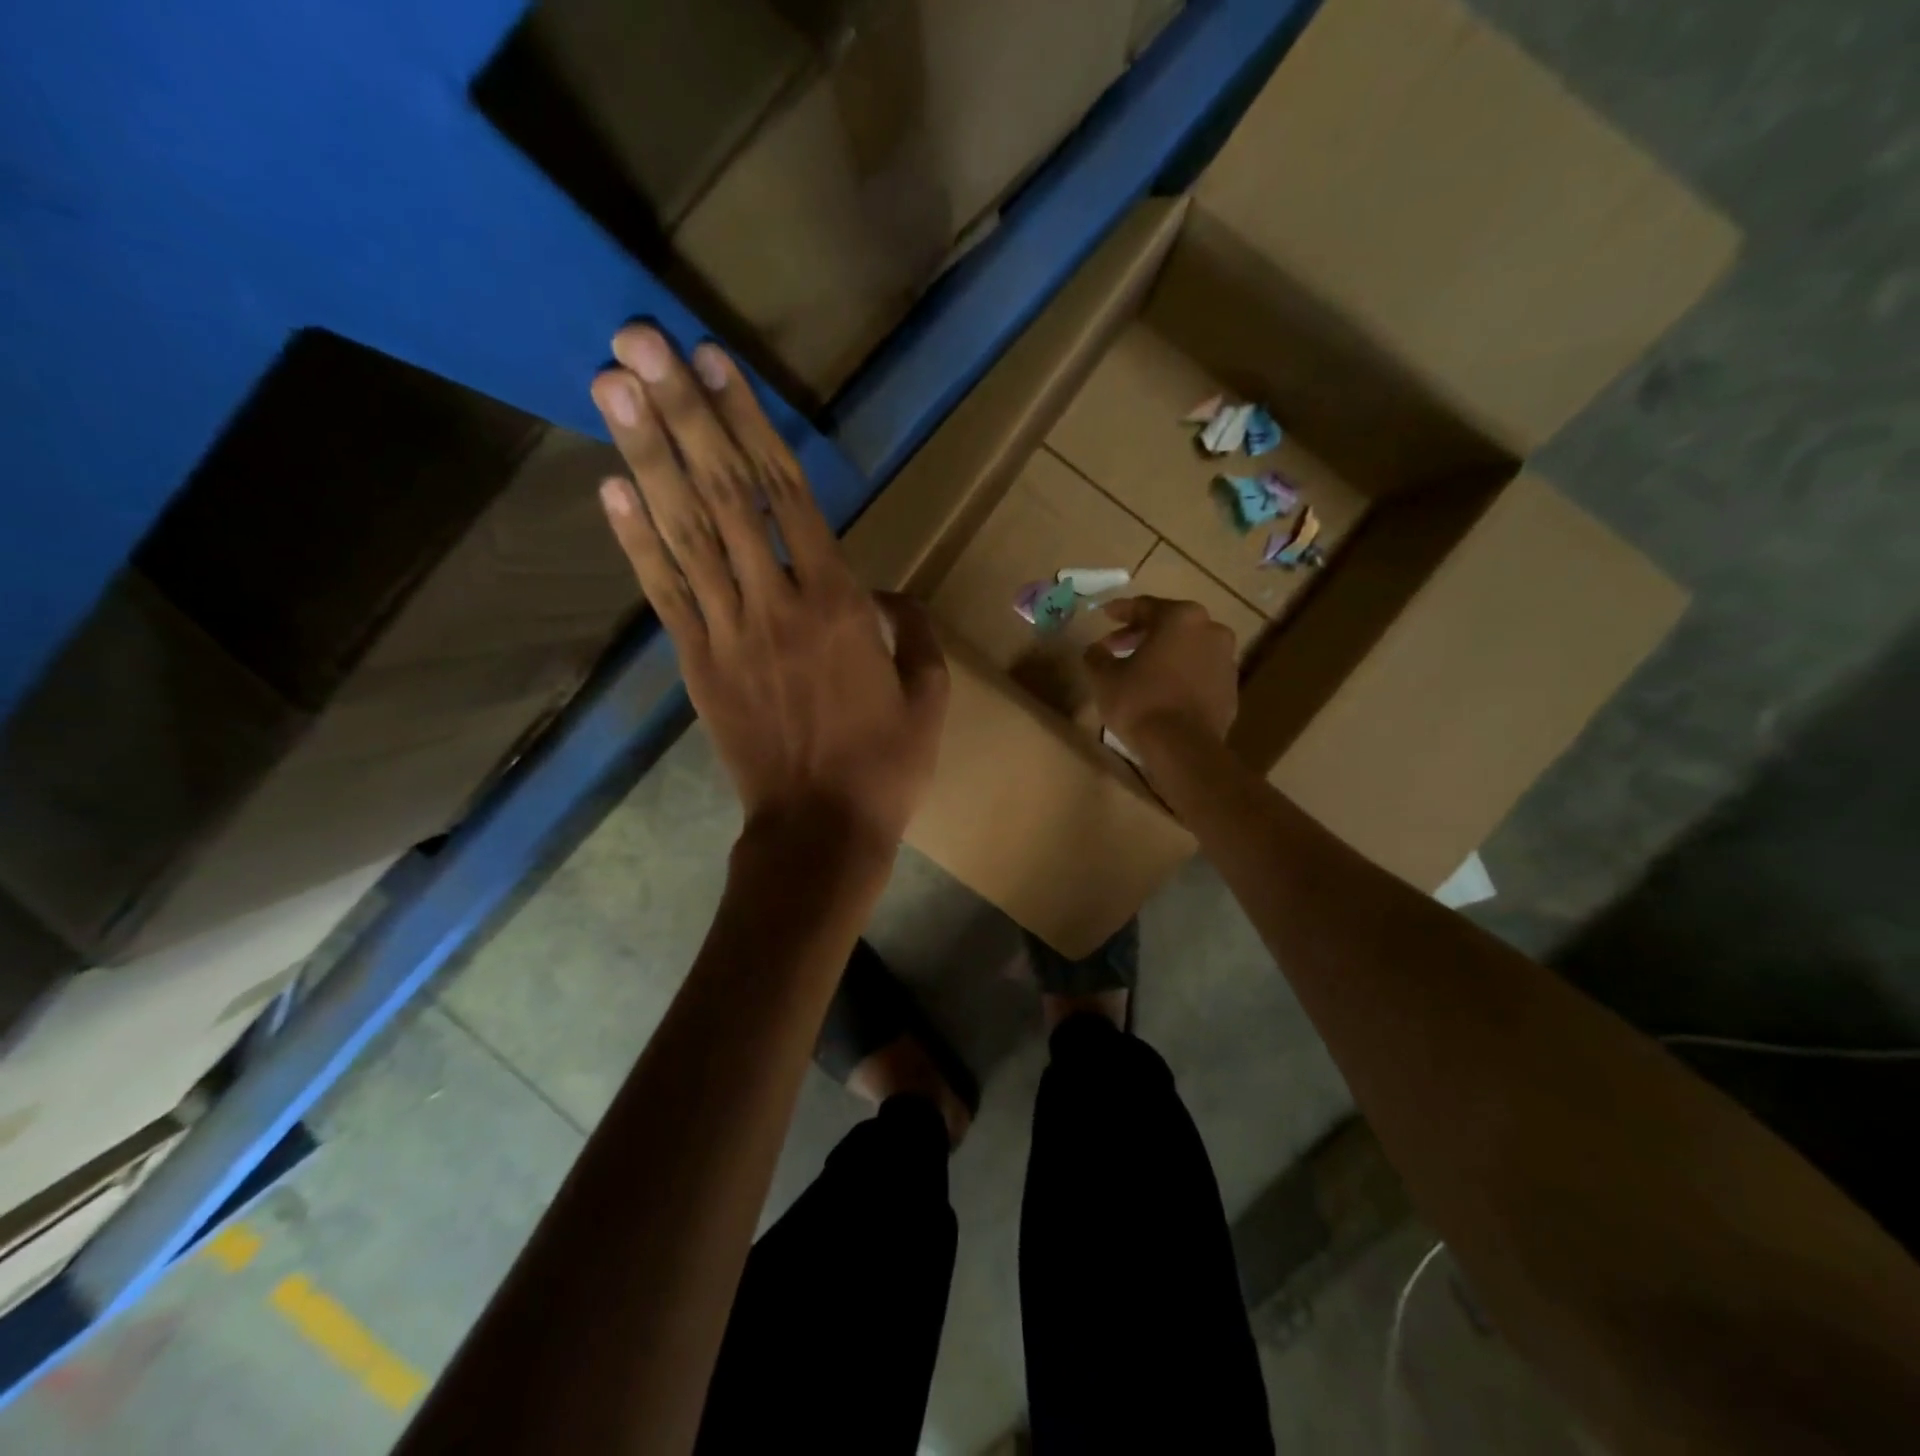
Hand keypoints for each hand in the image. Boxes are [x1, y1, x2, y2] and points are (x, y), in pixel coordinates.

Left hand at [590, 326, 948, 853]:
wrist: (820, 831)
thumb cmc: (886, 765)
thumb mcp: (929, 696)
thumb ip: (912, 630)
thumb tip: (885, 592)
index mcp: (840, 606)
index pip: (787, 495)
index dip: (748, 424)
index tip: (713, 363)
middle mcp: (776, 604)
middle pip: (722, 495)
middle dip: (679, 412)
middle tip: (634, 339)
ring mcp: (727, 633)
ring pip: (684, 533)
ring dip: (644, 456)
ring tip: (610, 386)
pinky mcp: (698, 665)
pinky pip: (665, 593)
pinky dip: (634, 540)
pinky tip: (610, 486)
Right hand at [1084, 596, 1237, 745]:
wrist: (1183, 748)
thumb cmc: (1140, 702)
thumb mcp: (1105, 677)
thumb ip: (1097, 656)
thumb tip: (1095, 649)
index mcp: (1181, 618)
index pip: (1145, 607)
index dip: (1120, 611)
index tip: (1104, 614)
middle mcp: (1211, 630)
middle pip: (1169, 625)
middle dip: (1141, 634)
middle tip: (1116, 646)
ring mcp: (1226, 660)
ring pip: (1187, 649)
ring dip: (1163, 654)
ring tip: (1139, 670)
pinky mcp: (1231, 689)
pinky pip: (1199, 673)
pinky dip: (1180, 675)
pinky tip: (1162, 690)